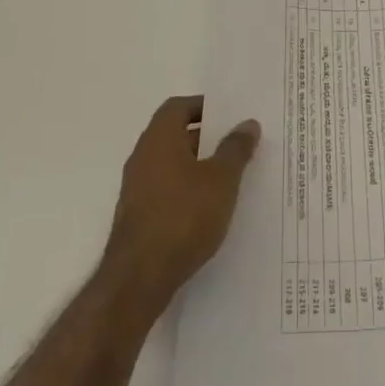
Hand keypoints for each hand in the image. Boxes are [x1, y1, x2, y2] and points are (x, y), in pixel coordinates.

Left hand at [102, 95, 259, 313]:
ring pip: (171, 164)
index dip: (204, 106)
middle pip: (175, 134)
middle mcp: (143, 157)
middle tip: (237, 144)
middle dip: (206, 137)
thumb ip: (235, 148)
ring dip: (197, 166)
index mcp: (159, 138)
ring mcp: (137, 188)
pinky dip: (187, 190)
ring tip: (230, 176)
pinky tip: (209, 208)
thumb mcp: (221, 179)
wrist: (139, 279)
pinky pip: (166, 190)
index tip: (230, 115)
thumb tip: (247, 123)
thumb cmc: (183, 216)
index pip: (178, 107)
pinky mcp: (138, 216)